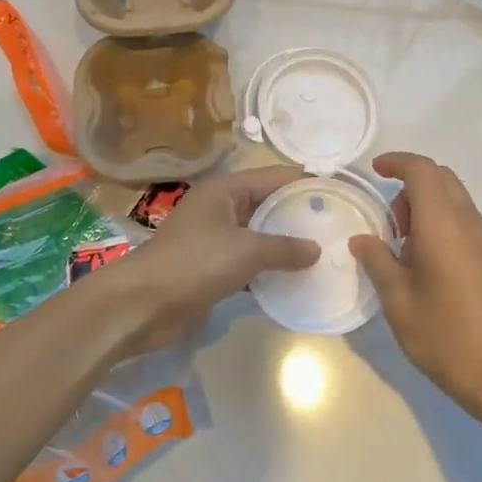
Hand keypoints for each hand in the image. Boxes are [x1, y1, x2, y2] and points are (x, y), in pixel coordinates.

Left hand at [91, 165, 319, 357]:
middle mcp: (219, 207)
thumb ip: (284, 248)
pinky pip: (246, 261)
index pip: (274, 177)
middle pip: (266, 204)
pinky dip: (267, 268)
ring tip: (323, 253)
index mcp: (225, 190)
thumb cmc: (195, 263)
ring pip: (257, 235)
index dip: (305, 182)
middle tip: (337, 226)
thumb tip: (316, 249)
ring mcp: (213, 238)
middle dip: (298, 215)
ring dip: (284, 244)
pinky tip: (293, 280)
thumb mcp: (246, 251)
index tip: (339, 192)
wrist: (142, 304)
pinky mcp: (209, 267)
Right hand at [350, 152, 481, 423]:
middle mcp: (470, 224)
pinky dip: (442, 225)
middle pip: (442, 179)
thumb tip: (362, 239)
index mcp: (444, 225)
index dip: (398, 162)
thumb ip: (379, 263)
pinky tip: (428, 266)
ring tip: (403, 249)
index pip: (423, 171)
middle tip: (388, 222)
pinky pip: (466, 223)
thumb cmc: (449, 339)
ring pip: (456, 201)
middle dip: (410, 185)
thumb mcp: (400, 304)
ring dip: (427, 207)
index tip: (375, 171)